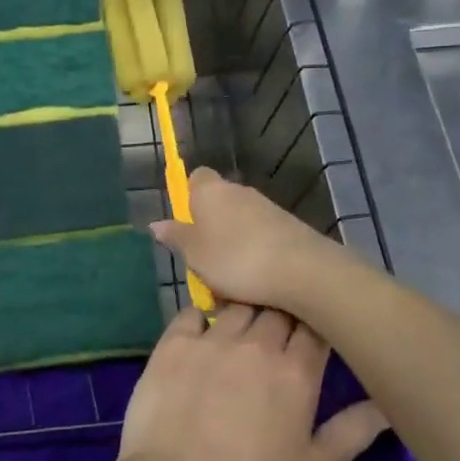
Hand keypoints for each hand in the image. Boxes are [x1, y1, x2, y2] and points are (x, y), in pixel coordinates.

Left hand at [112, 303, 389, 460]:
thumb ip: (352, 432)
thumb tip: (387, 403)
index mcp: (295, 372)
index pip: (316, 326)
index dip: (317, 325)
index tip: (313, 335)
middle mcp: (256, 344)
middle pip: (278, 308)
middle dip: (283, 316)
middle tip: (277, 337)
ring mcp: (212, 339)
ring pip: (238, 305)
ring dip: (245, 312)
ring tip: (241, 333)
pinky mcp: (174, 343)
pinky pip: (192, 313)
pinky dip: (202, 317)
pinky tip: (203, 334)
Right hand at [151, 168, 348, 316]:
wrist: (301, 270)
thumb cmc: (236, 259)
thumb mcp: (195, 254)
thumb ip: (176, 237)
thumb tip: (157, 224)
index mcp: (211, 191)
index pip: (196, 178)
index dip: (188, 197)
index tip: (186, 225)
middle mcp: (239, 191)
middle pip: (218, 202)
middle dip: (210, 228)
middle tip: (203, 262)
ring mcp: (267, 207)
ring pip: (240, 223)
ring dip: (233, 245)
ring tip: (229, 282)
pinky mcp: (288, 227)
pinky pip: (261, 237)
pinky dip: (255, 254)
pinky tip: (255, 282)